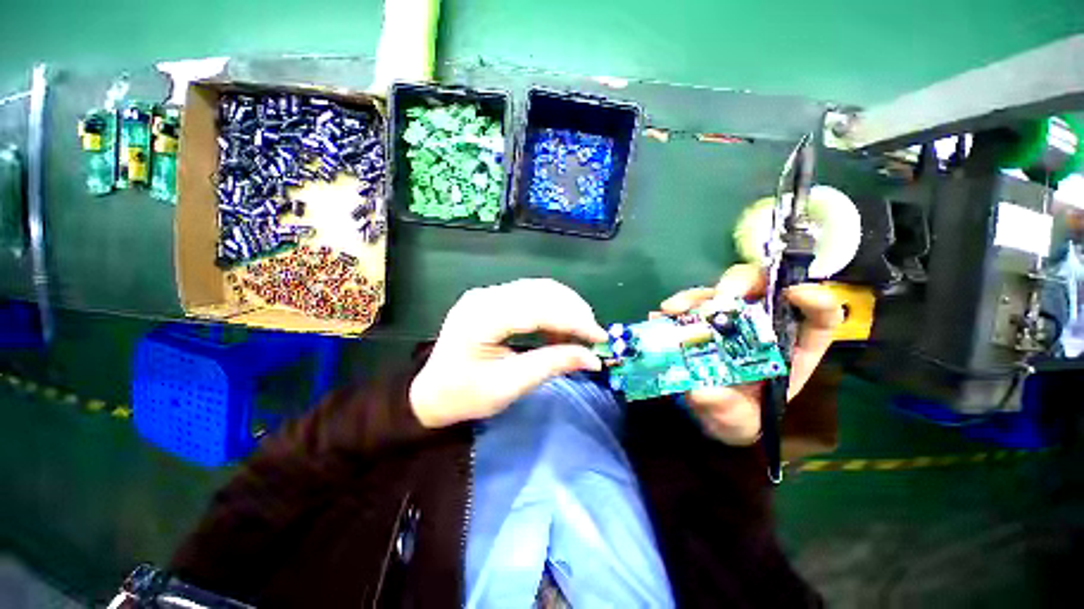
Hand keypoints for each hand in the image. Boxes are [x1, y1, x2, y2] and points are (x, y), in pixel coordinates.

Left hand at [410, 279, 608, 428]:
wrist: (431, 392)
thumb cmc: (464, 396)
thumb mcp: (510, 385)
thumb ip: (552, 365)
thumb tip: (593, 359)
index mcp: (482, 317)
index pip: (538, 309)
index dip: (574, 320)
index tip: (600, 337)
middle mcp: (485, 296)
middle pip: (541, 291)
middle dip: (574, 311)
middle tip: (593, 336)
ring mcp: (487, 294)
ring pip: (539, 289)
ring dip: (566, 307)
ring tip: (580, 332)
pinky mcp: (492, 298)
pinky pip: (530, 295)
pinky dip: (552, 309)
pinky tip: (560, 328)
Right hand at [658, 264, 842, 445]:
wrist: (705, 411)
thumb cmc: (734, 416)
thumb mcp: (737, 421)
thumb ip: (727, 410)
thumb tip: (703, 392)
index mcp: (789, 348)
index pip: (818, 317)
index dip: (815, 300)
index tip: (795, 294)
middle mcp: (760, 325)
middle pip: (760, 288)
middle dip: (740, 285)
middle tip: (718, 299)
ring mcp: (727, 319)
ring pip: (718, 291)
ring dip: (695, 296)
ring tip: (672, 310)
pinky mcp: (699, 319)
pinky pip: (688, 305)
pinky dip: (673, 308)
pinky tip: (657, 317)